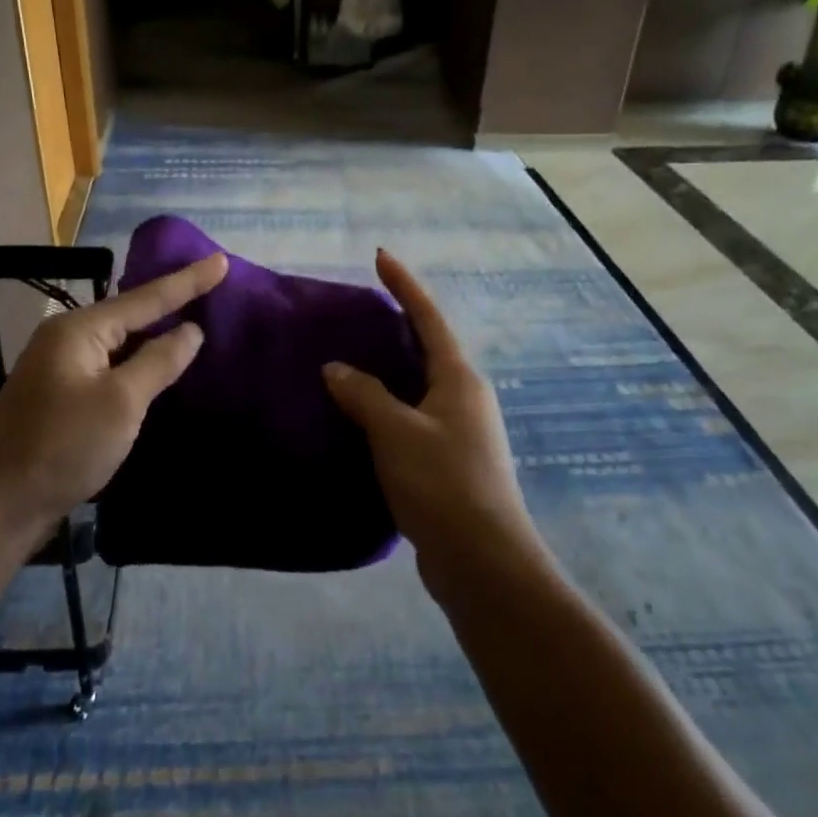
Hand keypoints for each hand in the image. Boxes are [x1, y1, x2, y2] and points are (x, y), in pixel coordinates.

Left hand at [0, 251, 229, 535]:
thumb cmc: (63, 446)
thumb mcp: (121, 402)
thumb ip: (159, 361)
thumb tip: (190, 330)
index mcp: (80, 329)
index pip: (146, 298)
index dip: (188, 280)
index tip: (222, 260)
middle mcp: (68, 339)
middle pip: (130, 313)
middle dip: (171, 300)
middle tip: (213, 285)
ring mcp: (61, 368)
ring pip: (121, 341)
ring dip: (156, 332)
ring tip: (195, 317)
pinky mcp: (63, 397)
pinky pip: (111, 366)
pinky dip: (139, 362)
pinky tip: (159, 365)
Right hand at [323, 252, 540, 583]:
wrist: (482, 560)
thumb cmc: (442, 483)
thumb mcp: (395, 432)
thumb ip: (364, 395)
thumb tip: (335, 368)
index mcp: (459, 379)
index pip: (428, 317)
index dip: (404, 285)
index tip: (381, 256)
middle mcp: (465, 398)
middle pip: (428, 349)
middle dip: (397, 327)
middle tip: (357, 314)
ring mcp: (461, 432)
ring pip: (419, 388)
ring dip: (389, 373)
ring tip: (350, 363)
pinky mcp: (450, 464)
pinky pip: (413, 421)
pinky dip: (387, 411)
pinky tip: (361, 420)